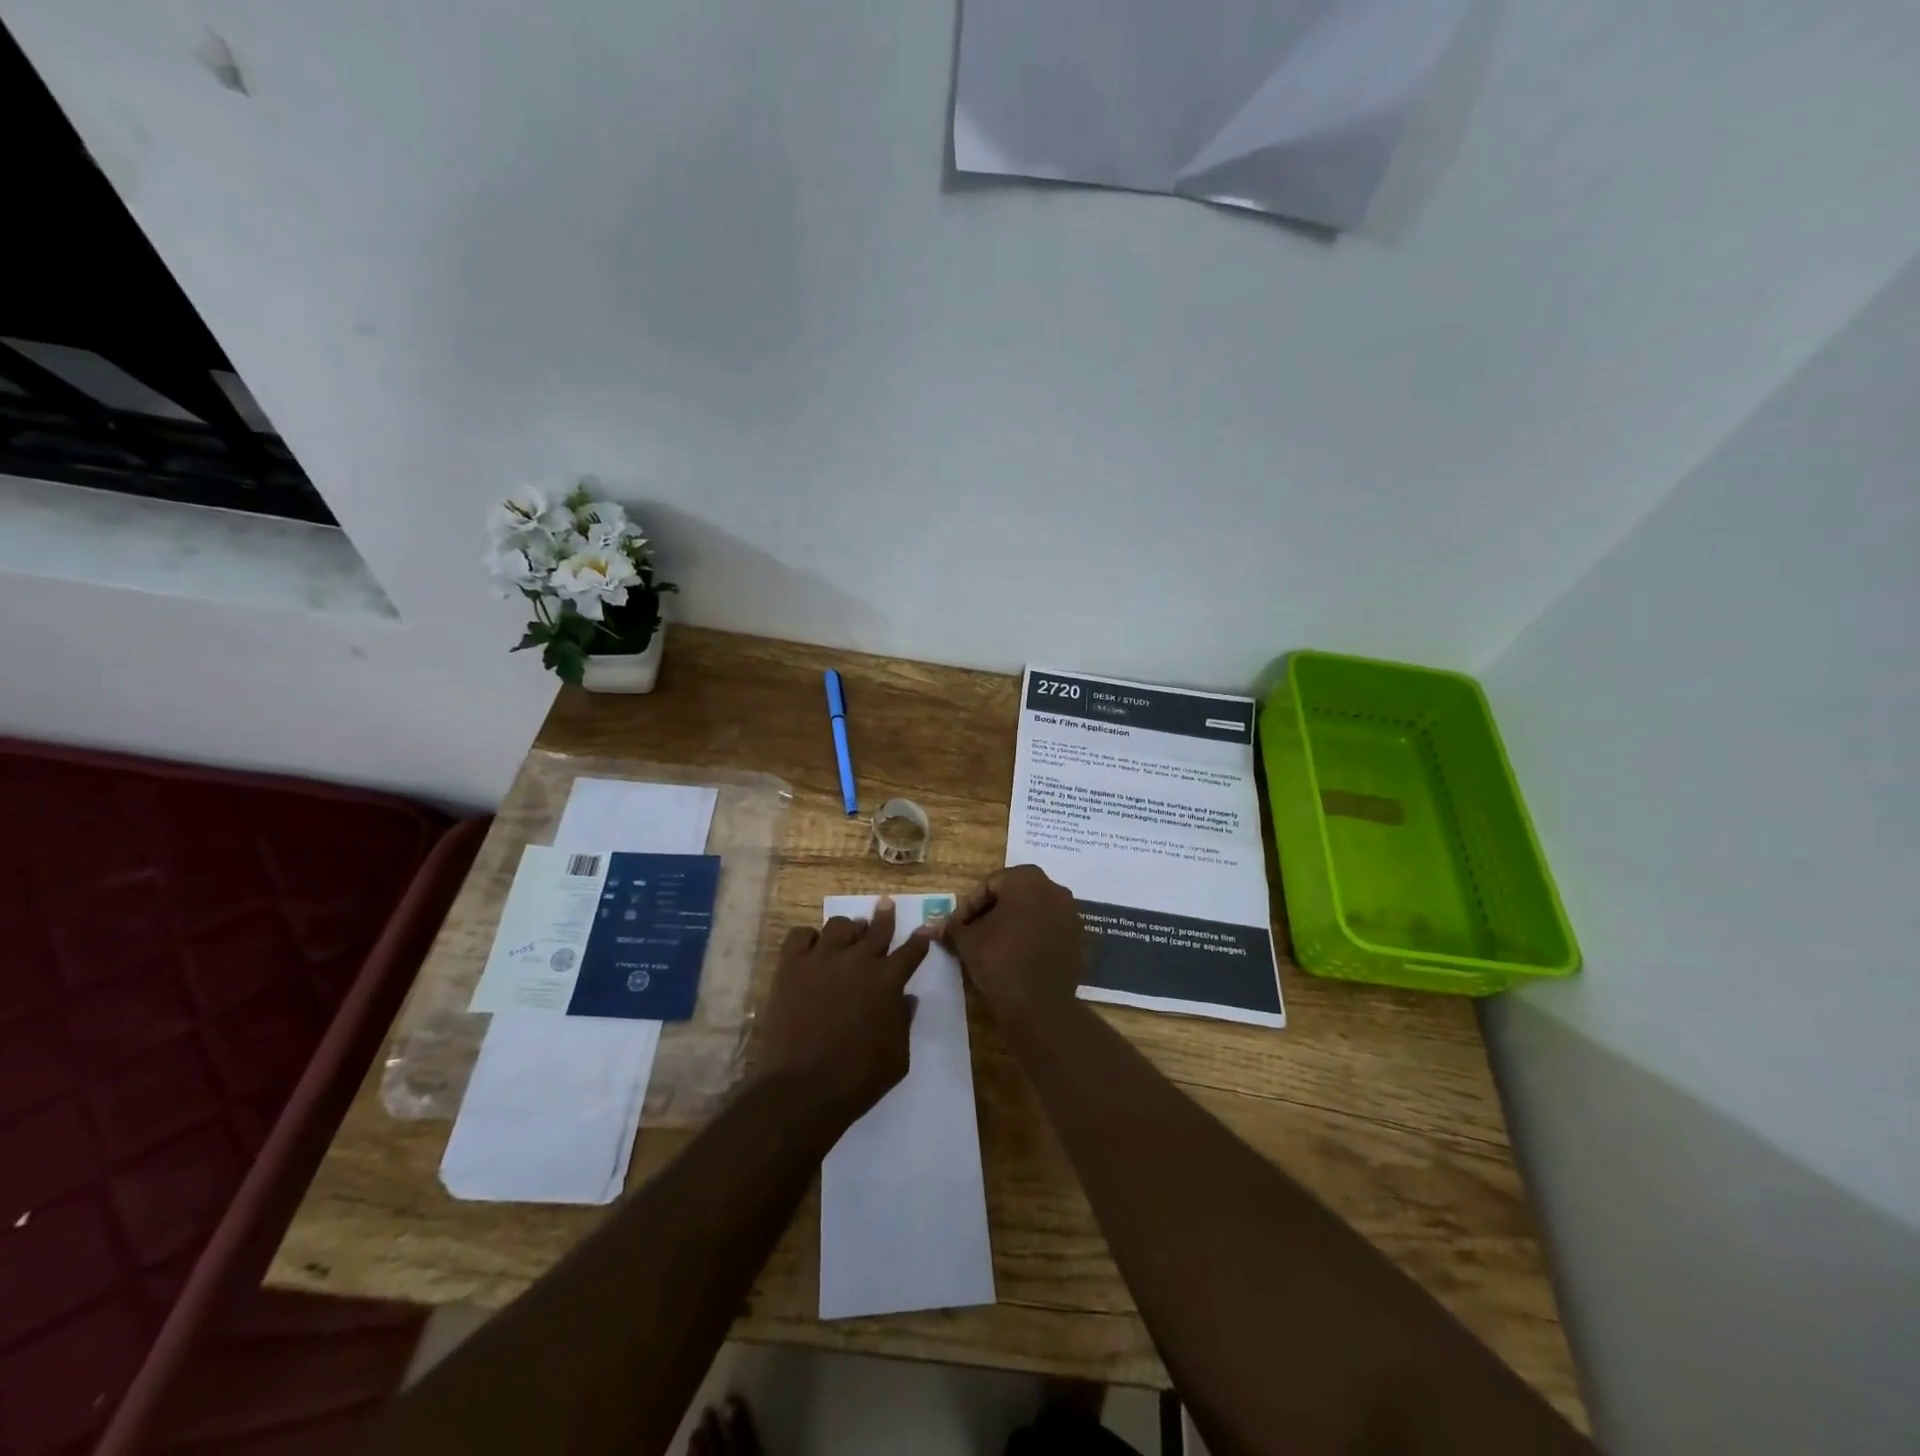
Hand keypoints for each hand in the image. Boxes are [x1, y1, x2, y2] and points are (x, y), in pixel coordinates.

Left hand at [754, 897, 928, 1125]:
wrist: (800, 1090)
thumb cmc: (857, 1079)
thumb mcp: (897, 1057)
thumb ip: (903, 1022)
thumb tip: (907, 999)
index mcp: (888, 981)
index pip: (911, 950)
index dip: (921, 939)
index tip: (927, 928)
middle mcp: (857, 961)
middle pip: (876, 928)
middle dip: (885, 916)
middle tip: (886, 905)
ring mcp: (821, 960)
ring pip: (839, 925)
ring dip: (849, 928)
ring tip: (848, 934)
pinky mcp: (790, 967)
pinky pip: (800, 935)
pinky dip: (809, 937)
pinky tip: (811, 947)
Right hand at [938, 865, 1085, 1025]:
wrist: (1040, 1006)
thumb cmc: (1000, 961)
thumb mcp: (967, 941)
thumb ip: (953, 928)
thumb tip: (937, 926)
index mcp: (1027, 879)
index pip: (990, 885)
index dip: (969, 907)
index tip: (957, 928)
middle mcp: (1054, 889)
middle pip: (1014, 895)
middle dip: (991, 913)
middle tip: (972, 935)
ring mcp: (1071, 915)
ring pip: (1033, 913)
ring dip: (1012, 925)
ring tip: (992, 948)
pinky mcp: (1079, 940)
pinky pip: (1049, 932)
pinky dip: (1032, 939)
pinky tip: (1016, 958)